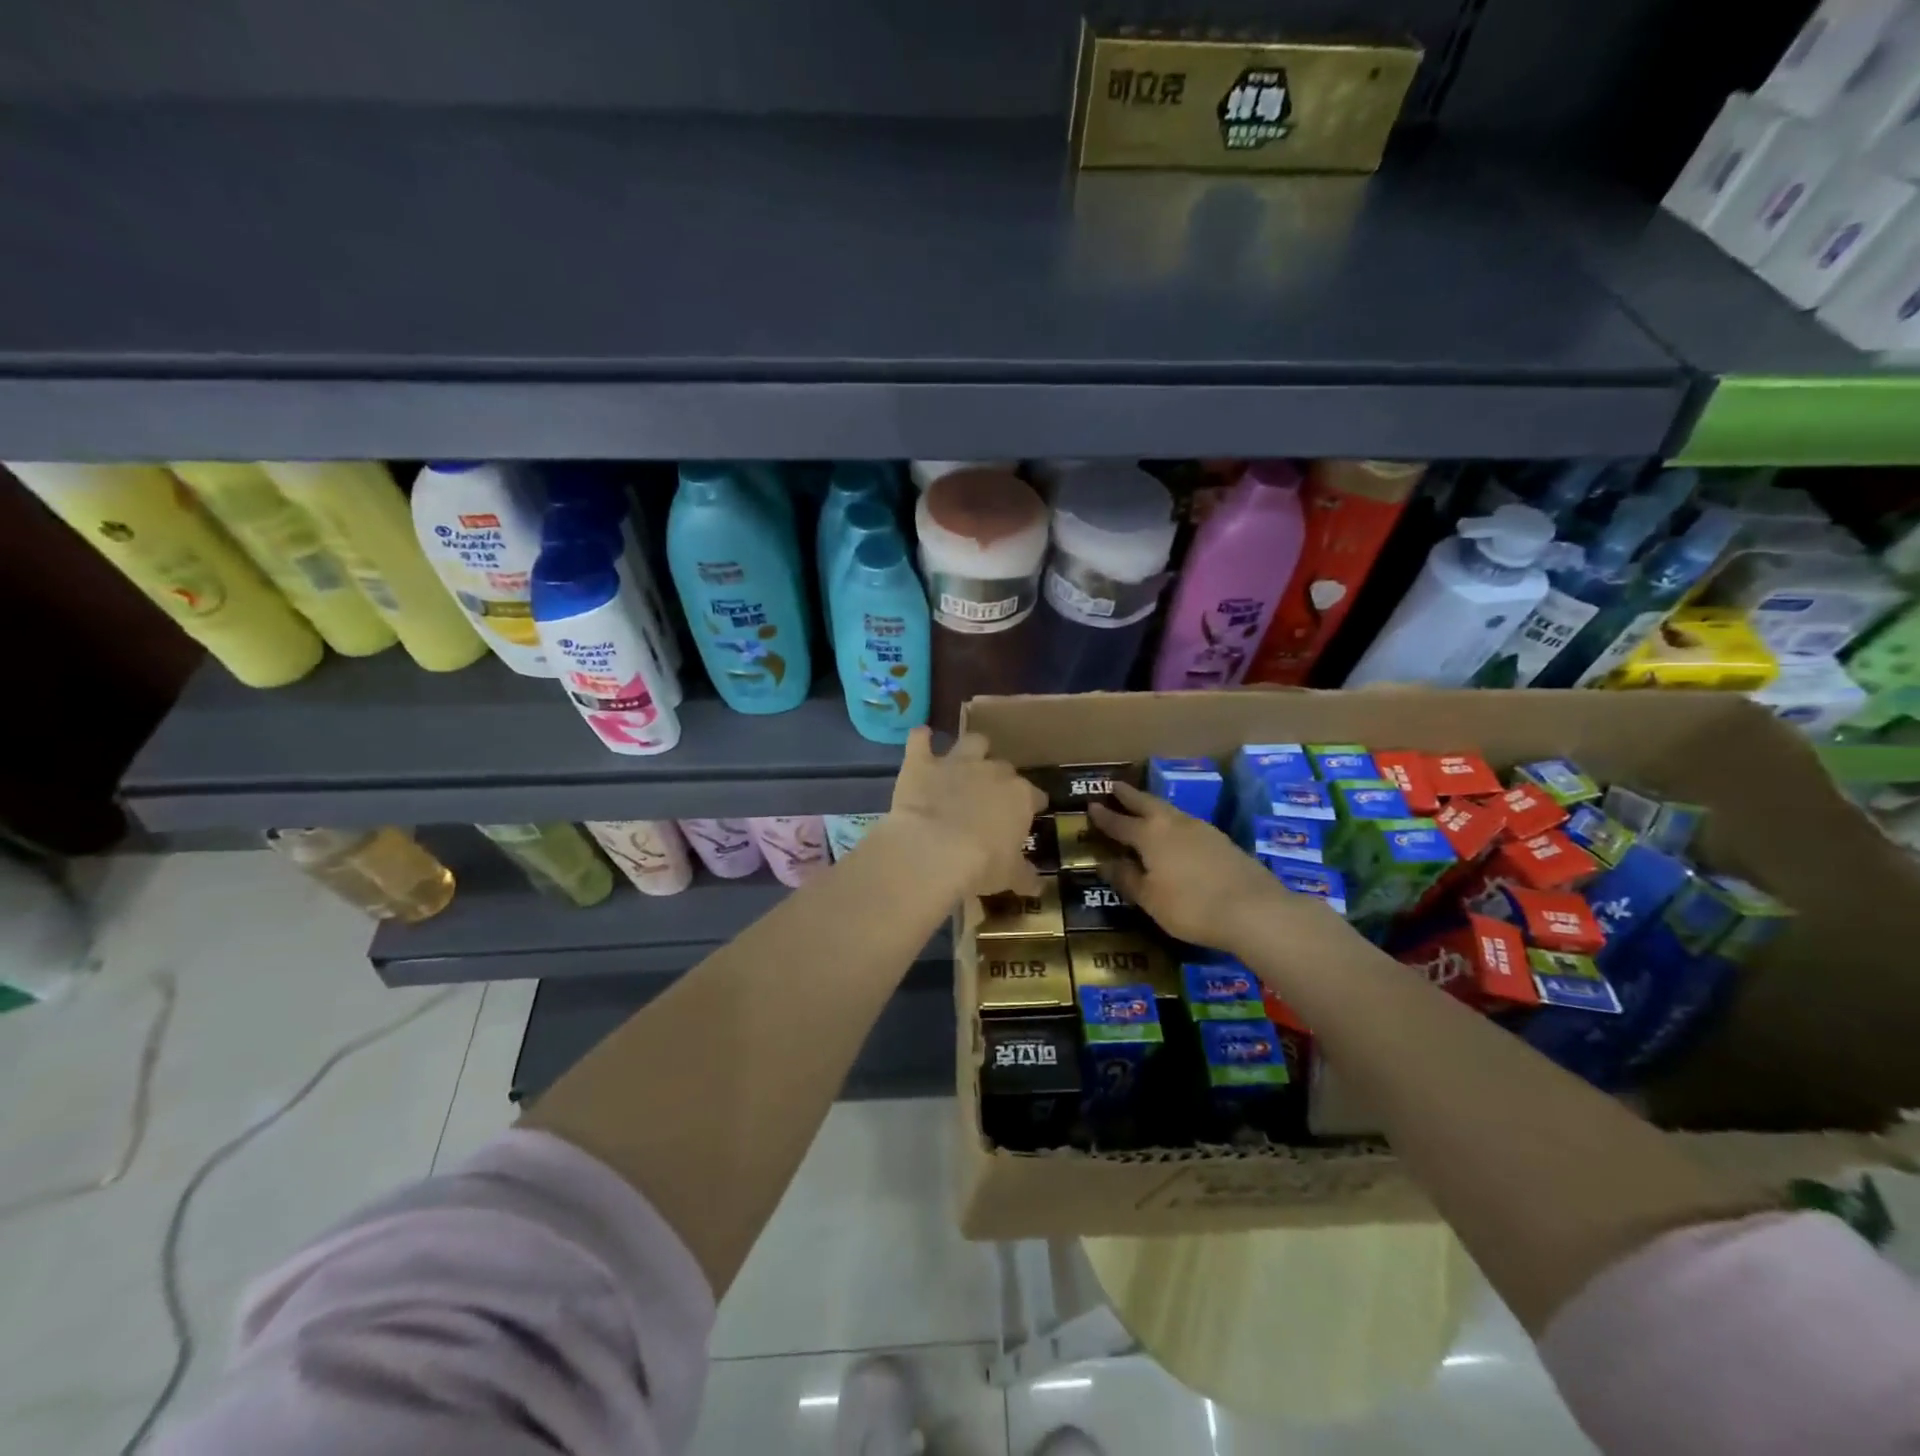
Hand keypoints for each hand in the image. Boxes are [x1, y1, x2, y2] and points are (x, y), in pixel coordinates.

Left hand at [885, 727, 1045, 896]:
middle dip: (1000, 779)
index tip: (1028, 815)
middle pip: (1004, 768)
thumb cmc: (981, 865)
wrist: (934, 848)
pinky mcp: (922, 763)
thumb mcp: (1009, 876)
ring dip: (971, 749)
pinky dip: (921, 739)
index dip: (1032, 804)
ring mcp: (957, 763)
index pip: (1034, 796)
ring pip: (972, 742)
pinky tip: (921, 737)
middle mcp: (992, 772)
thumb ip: (1024, 876)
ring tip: (966, 759)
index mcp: (1020, 797)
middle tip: (991, 798)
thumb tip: (1037, 885)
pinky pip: (920, 740)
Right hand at [1088, 782, 1311, 951]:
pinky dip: (1174, 822)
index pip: (1119, 822)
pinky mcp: (1222, 840)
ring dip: (1153, 806)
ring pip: (1170, 810)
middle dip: (1129, 796)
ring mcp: (1201, 829)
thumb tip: (1107, 863)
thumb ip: (1127, 879)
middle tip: (1115, 786)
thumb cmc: (1191, 906)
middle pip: (1146, 803)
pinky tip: (1176, 832)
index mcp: (1149, 835)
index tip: (1091, 804)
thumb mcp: (1150, 899)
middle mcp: (1173, 823)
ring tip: (1144, 807)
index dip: (1103, 816)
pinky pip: (1188, 823)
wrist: (1254, 910)